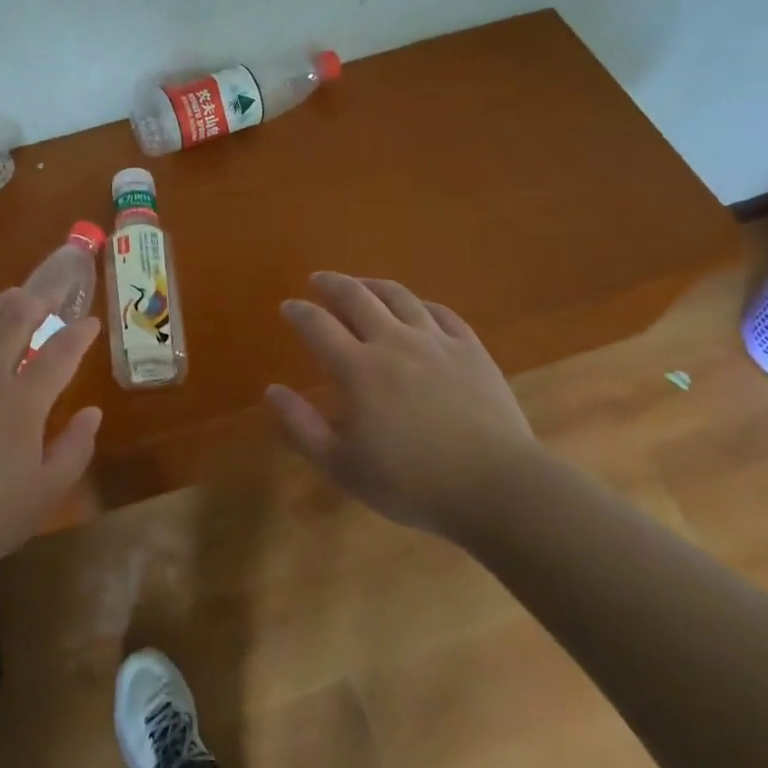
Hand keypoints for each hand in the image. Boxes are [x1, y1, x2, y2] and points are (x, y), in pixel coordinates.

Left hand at [0, 290, 101, 585]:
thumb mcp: (44, 493)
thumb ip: (75, 448)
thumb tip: (93, 412)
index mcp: (22, 400)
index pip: (60, 352)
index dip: (79, 333)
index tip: (90, 322)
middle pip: (14, 320)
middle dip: (38, 302)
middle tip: (50, 296)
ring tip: (9, 297)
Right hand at [265, 272, 538, 539]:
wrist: (496, 487)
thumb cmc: (411, 482)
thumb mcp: (342, 466)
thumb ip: (301, 426)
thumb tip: (272, 390)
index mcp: (358, 369)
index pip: (318, 325)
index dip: (299, 312)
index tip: (288, 306)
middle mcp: (393, 342)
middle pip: (357, 297)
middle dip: (332, 283)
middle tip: (319, 280)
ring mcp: (436, 342)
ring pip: (399, 297)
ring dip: (373, 285)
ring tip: (361, 284)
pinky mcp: (471, 350)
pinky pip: (442, 313)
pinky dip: (421, 304)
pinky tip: (417, 307)